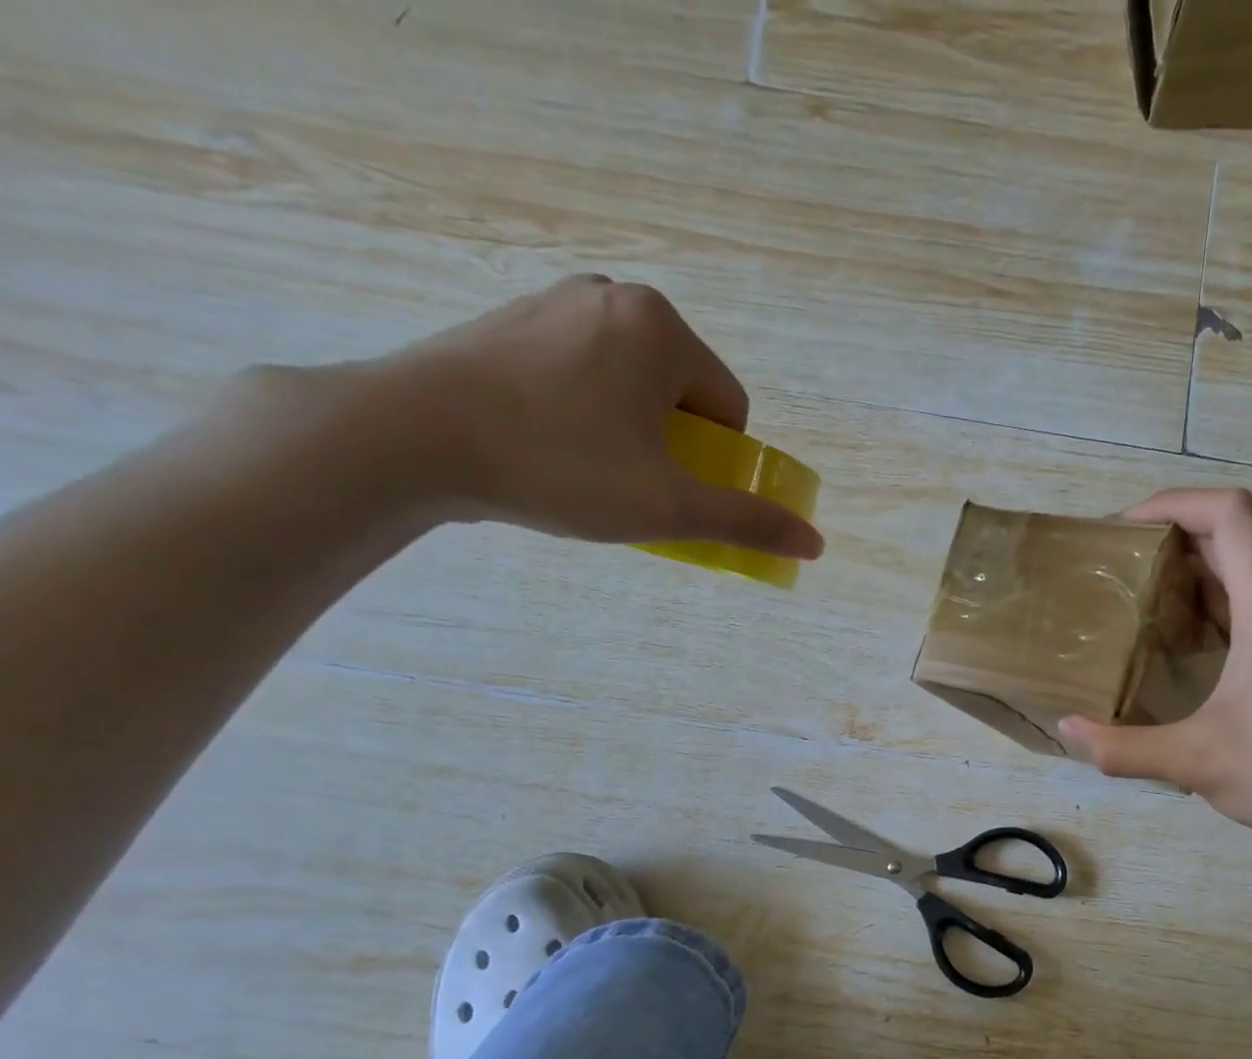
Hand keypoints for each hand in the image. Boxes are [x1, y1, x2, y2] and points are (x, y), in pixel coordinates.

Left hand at [347, 275, 823, 556]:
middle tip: (631, 486)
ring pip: (630, 385)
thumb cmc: (560, 466)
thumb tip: (816, 542)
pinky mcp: (510, 322)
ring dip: (630, 434)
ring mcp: (556, 303)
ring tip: (586, 470)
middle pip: (681, 394)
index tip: (673, 490)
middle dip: (672, 446)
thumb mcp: (669, 506)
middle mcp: (615, 298)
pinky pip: (580, 374)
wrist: (411, 438)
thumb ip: (747, 521)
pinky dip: (584, 414)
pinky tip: (548, 446)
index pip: (729, 407)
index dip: (714, 462)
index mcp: (663, 328)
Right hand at [1057, 489, 1251, 870]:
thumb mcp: (1198, 763)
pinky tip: (1182, 649)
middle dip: (1171, 539)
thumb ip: (1125, 748)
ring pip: (1247, 576)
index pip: (1229, 514)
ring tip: (1138, 604)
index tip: (1121, 529)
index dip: (1172, 503)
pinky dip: (1215, 611)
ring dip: (1193, 576)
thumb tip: (1067, 731)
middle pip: (1235, 538)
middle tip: (1115, 568)